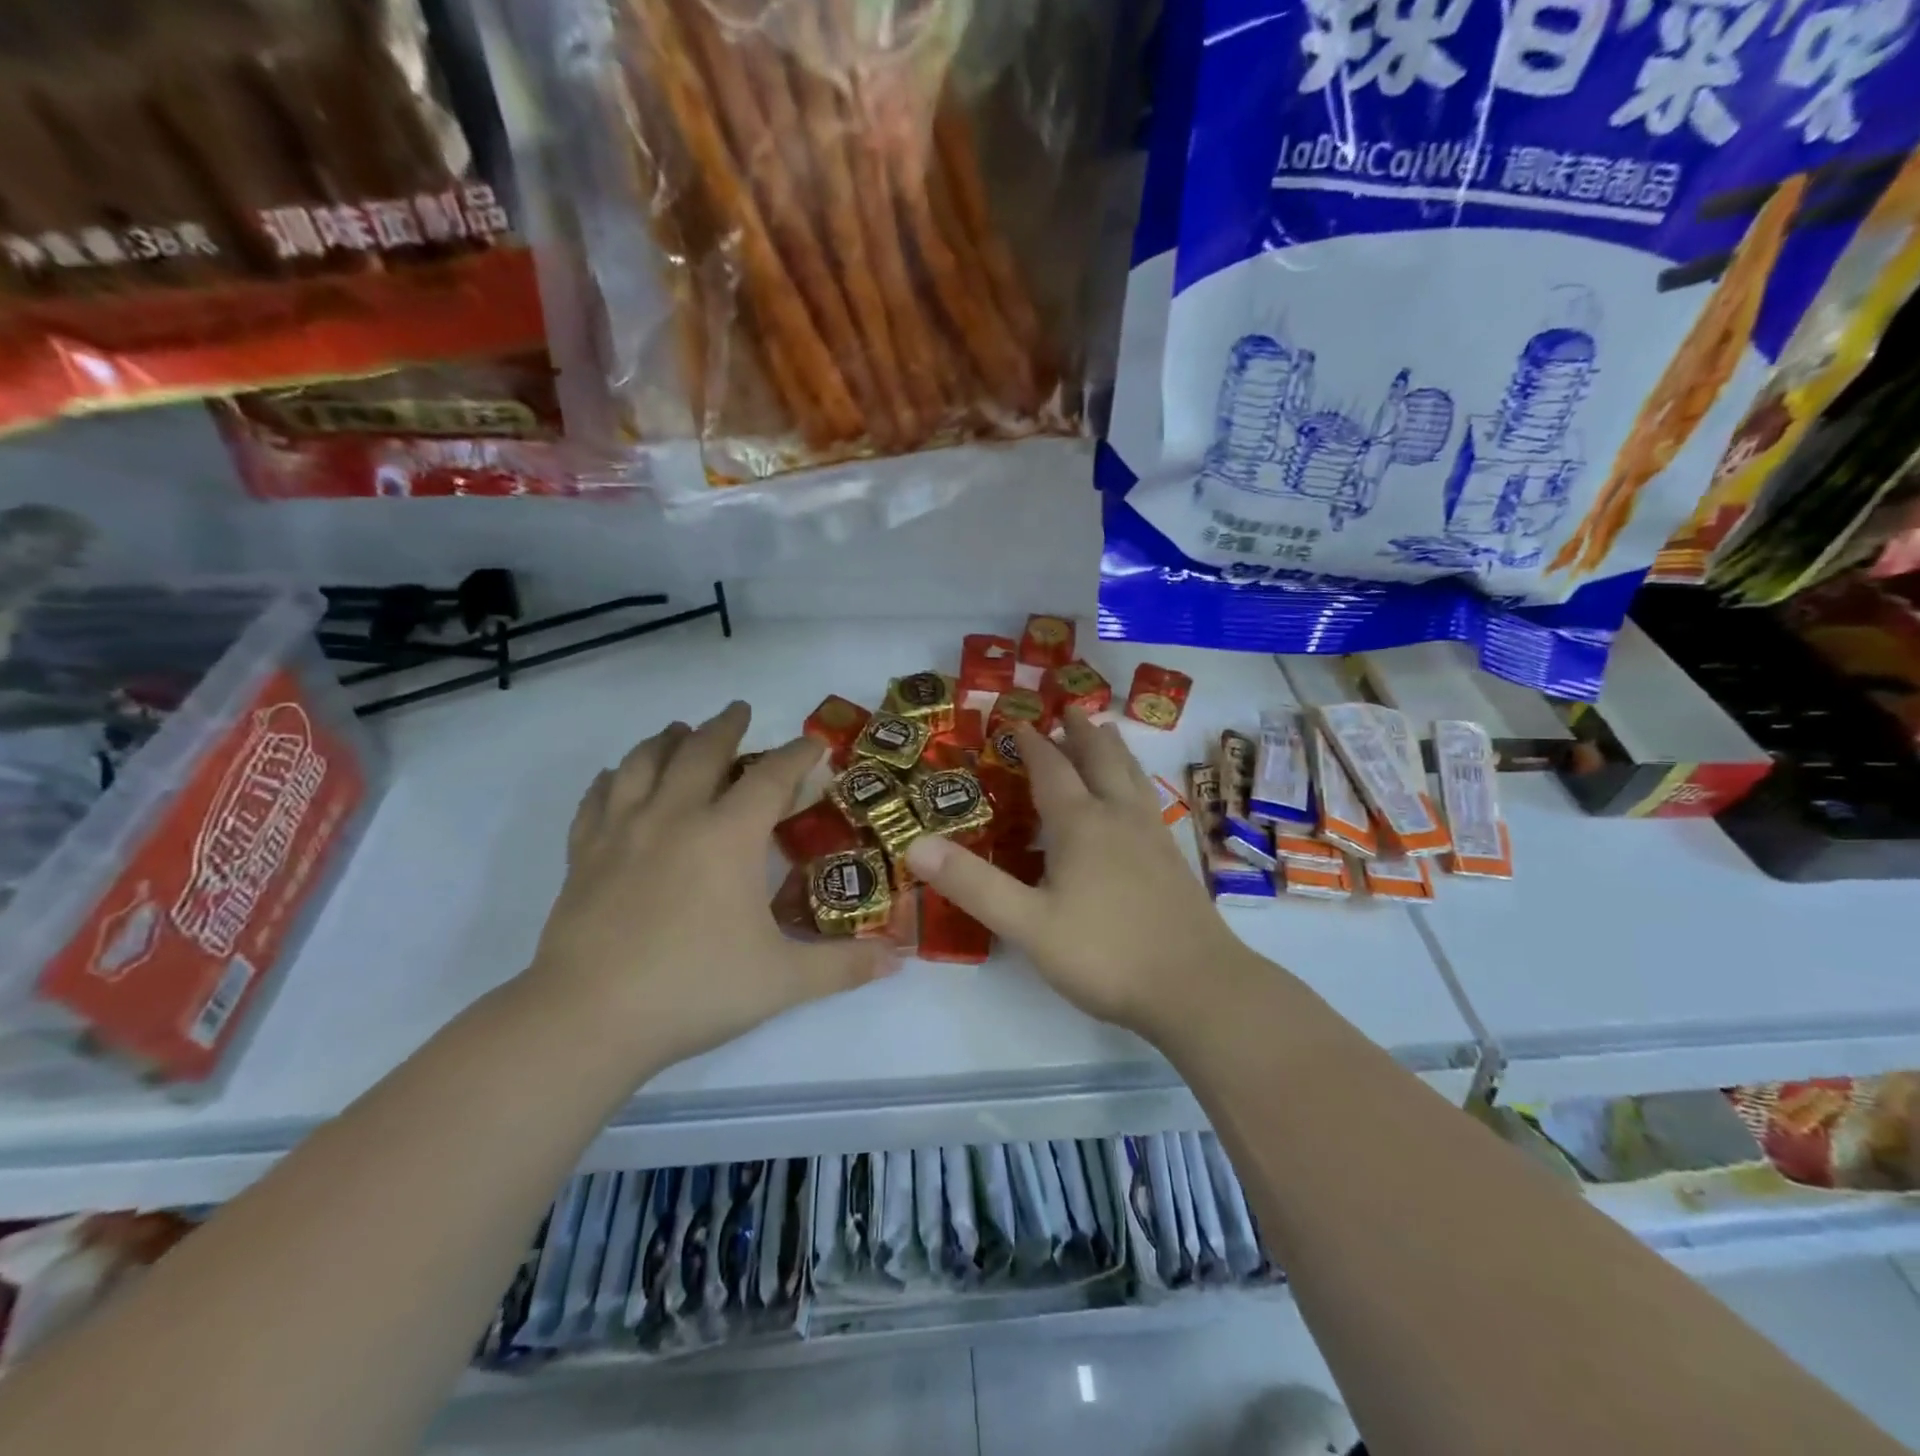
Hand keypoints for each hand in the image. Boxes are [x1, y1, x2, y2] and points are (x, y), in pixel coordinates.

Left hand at [525, 703, 896, 1072]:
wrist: (588, 1020)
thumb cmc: (694, 989)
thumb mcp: (782, 981)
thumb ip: (842, 966)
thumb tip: (897, 959)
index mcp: (728, 836)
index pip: (772, 777)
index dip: (797, 755)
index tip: (813, 743)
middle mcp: (675, 817)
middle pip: (701, 751)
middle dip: (725, 726)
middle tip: (739, 711)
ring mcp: (622, 832)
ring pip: (643, 763)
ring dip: (665, 740)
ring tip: (678, 730)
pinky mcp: (583, 855)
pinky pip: (596, 799)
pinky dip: (611, 779)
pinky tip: (615, 778)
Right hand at [904, 707, 1255, 1035]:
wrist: (1196, 986)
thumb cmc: (1105, 953)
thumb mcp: (1027, 924)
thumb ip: (973, 884)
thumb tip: (915, 844)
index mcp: (1081, 824)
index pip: (1052, 769)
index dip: (1034, 744)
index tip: (1019, 722)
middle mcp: (1119, 817)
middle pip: (1100, 760)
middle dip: (1081, 733)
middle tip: (1069, 710)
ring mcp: (1152, 836)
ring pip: (1131, 776)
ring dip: (1113, 749)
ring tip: (1107, 732)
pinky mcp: (1173, 859)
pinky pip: (1147, 800)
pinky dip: (1134, 780)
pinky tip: (1136, 798)